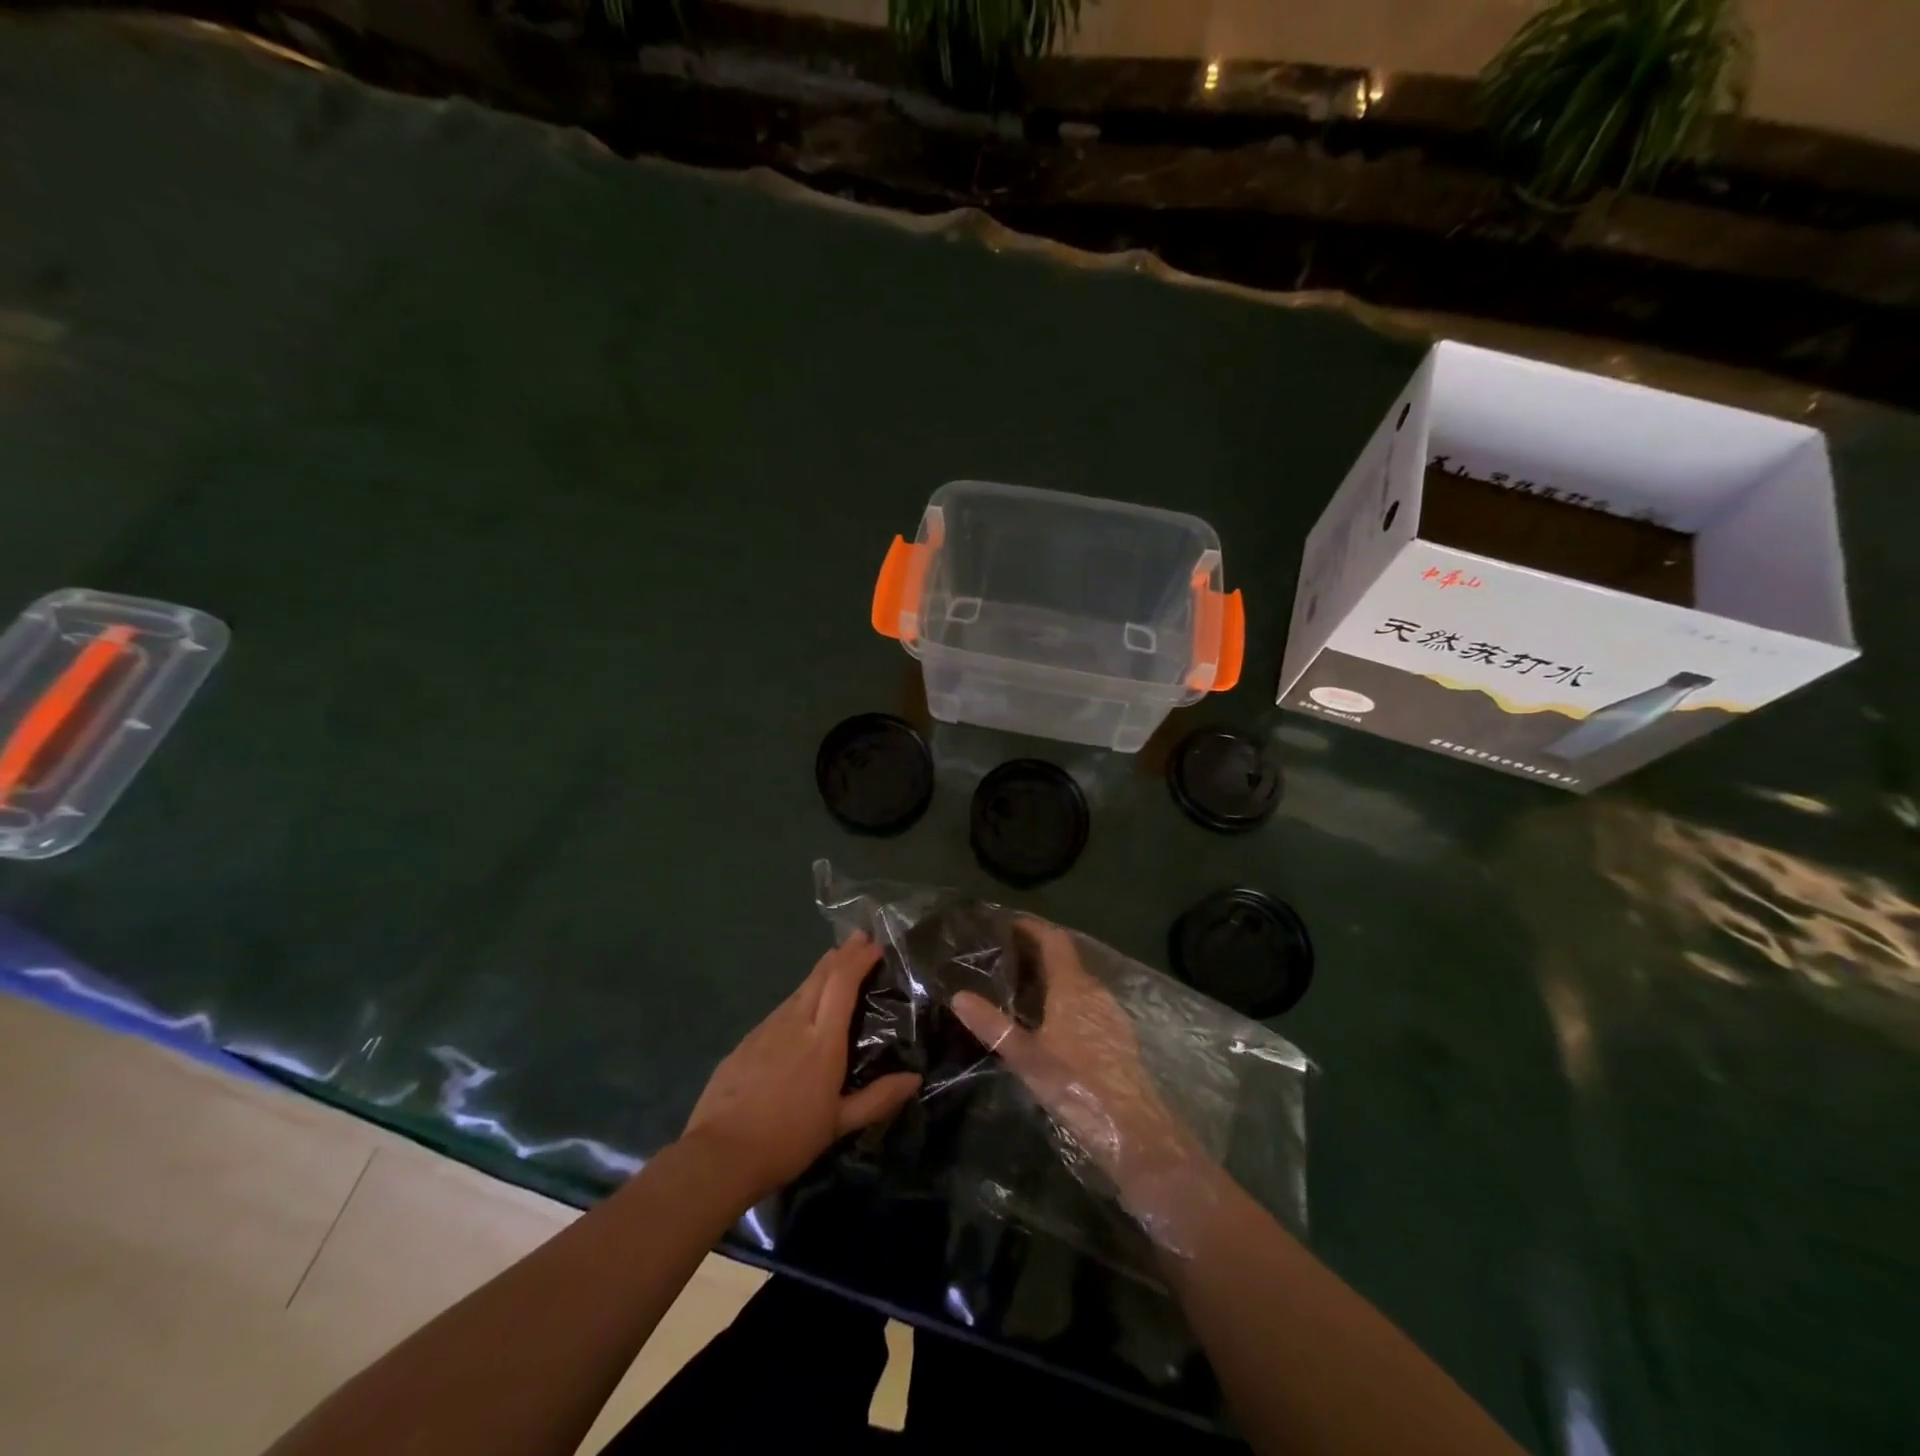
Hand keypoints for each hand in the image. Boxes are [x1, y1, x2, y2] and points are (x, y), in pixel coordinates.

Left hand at [682, 932, 920, 1207]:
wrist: (720, 1154)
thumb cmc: (788, 1139)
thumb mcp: (839, 1124)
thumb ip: (878, 1098)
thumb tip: (914, 1079)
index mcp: (822, 1041)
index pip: (842, 983)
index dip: (859, 959)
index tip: (875, 945)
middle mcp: (795, 1023)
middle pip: (820, 976)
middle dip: (842, 954)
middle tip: (859, 938)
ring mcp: (766, 1029)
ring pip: (798, 990)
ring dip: (820, 973)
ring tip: (834, 965)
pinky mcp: (746, 1041)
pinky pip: (780, 1009)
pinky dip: (799, 997)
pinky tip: (800, 1008)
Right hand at [952, 919, 1204, 1219]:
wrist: (1134, 1128)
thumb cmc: (1077, 1084)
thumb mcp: (1026, 1056)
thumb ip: (993, 1025)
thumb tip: (959, 996)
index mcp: (1073, 986)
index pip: (1054, 940)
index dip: (1032, 927)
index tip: (1007, 923)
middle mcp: (1095, 991)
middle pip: (1066, 958)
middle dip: (1037, 952)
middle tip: (1005, 957)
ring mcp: (1110, 1012)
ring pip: (1078, 981)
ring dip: (1052, 976)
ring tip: (1022, 987)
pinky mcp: (1118, 1035)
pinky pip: (1087, 1001)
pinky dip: (1066, 997)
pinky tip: (1051, 1020)